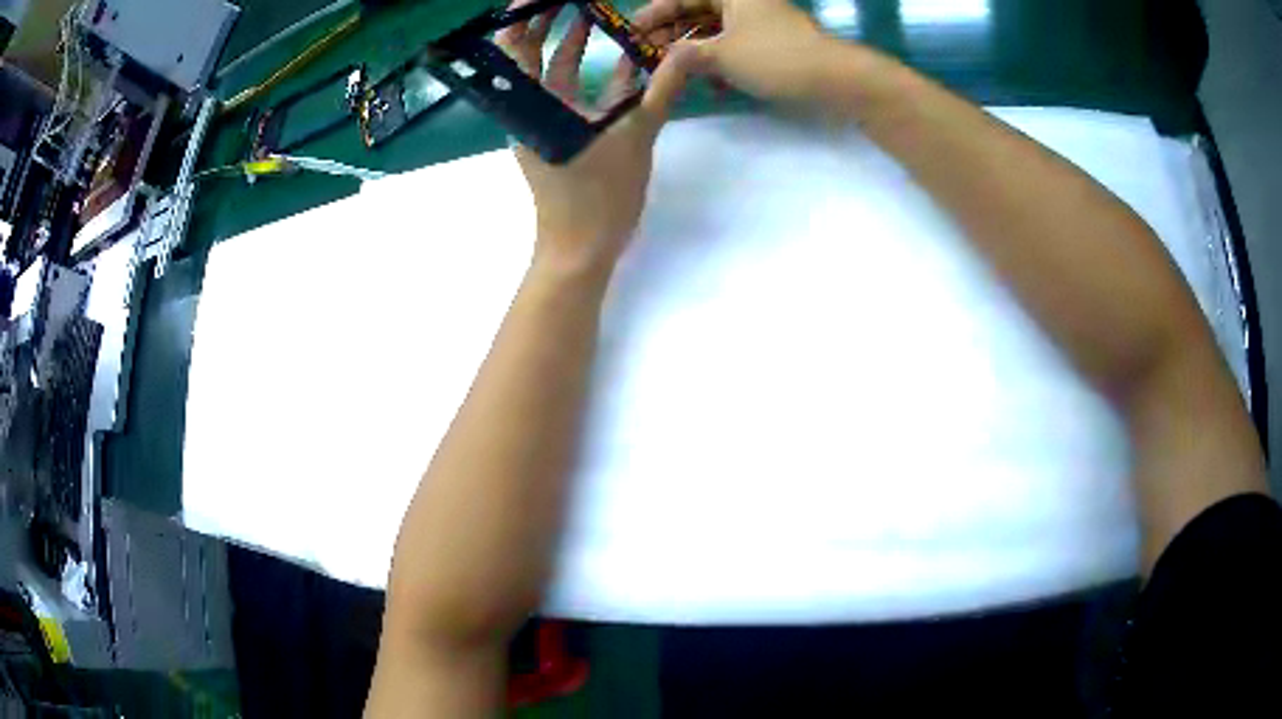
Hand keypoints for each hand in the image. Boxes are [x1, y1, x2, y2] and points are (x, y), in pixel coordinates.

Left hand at [498, 2, 694, 275]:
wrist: (581, 251)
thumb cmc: (598, 197)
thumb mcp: (635, 137)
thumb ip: (661, 90)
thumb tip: (687, 52)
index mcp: (535, 105)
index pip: (517, 48)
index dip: (525, 17)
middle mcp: (533, 109)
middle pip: (532, 54)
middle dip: (549, 22)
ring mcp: (548, 123)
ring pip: (555, 73)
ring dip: (572, 43)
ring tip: (593, 12)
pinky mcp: (564, 135)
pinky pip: (574, 95)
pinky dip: (591, 74)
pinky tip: (616, 57)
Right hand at [633, 0, 849, 105]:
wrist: (834, 79)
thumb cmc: (774, 57)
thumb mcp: (720, 55)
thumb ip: (684, 56)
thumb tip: (663, 62)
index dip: (653, 14)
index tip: (631, 32)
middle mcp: (744, 3)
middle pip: (697, 12)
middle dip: (672, 35)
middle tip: (647, 56)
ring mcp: (761, 23)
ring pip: (716, 32)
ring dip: (694, 52)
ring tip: (673, 73)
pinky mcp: (774, 44)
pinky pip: (736, 47)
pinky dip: (720, 61)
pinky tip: (709, 84)